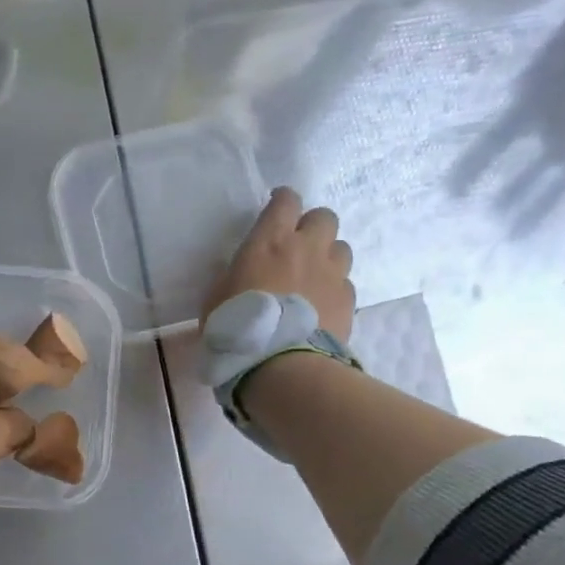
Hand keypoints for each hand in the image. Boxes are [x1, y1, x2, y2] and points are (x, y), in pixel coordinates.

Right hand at [204, 188, 354, 341]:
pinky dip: (334, 289)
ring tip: (313, 277)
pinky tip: (321, 307)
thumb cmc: (237, 327)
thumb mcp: (216, 297)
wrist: (279, 365)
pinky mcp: (348, 300)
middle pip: (324, 217)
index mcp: (270, 241)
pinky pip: (346, 283)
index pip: (286, 201)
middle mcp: (307, 248)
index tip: (277, 207)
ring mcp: (332, 274)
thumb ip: (234, 275)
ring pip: (341, 248)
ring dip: (328, 257)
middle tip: (298, 246)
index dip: (283, 200)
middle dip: (313, 226)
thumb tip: (243, 272)